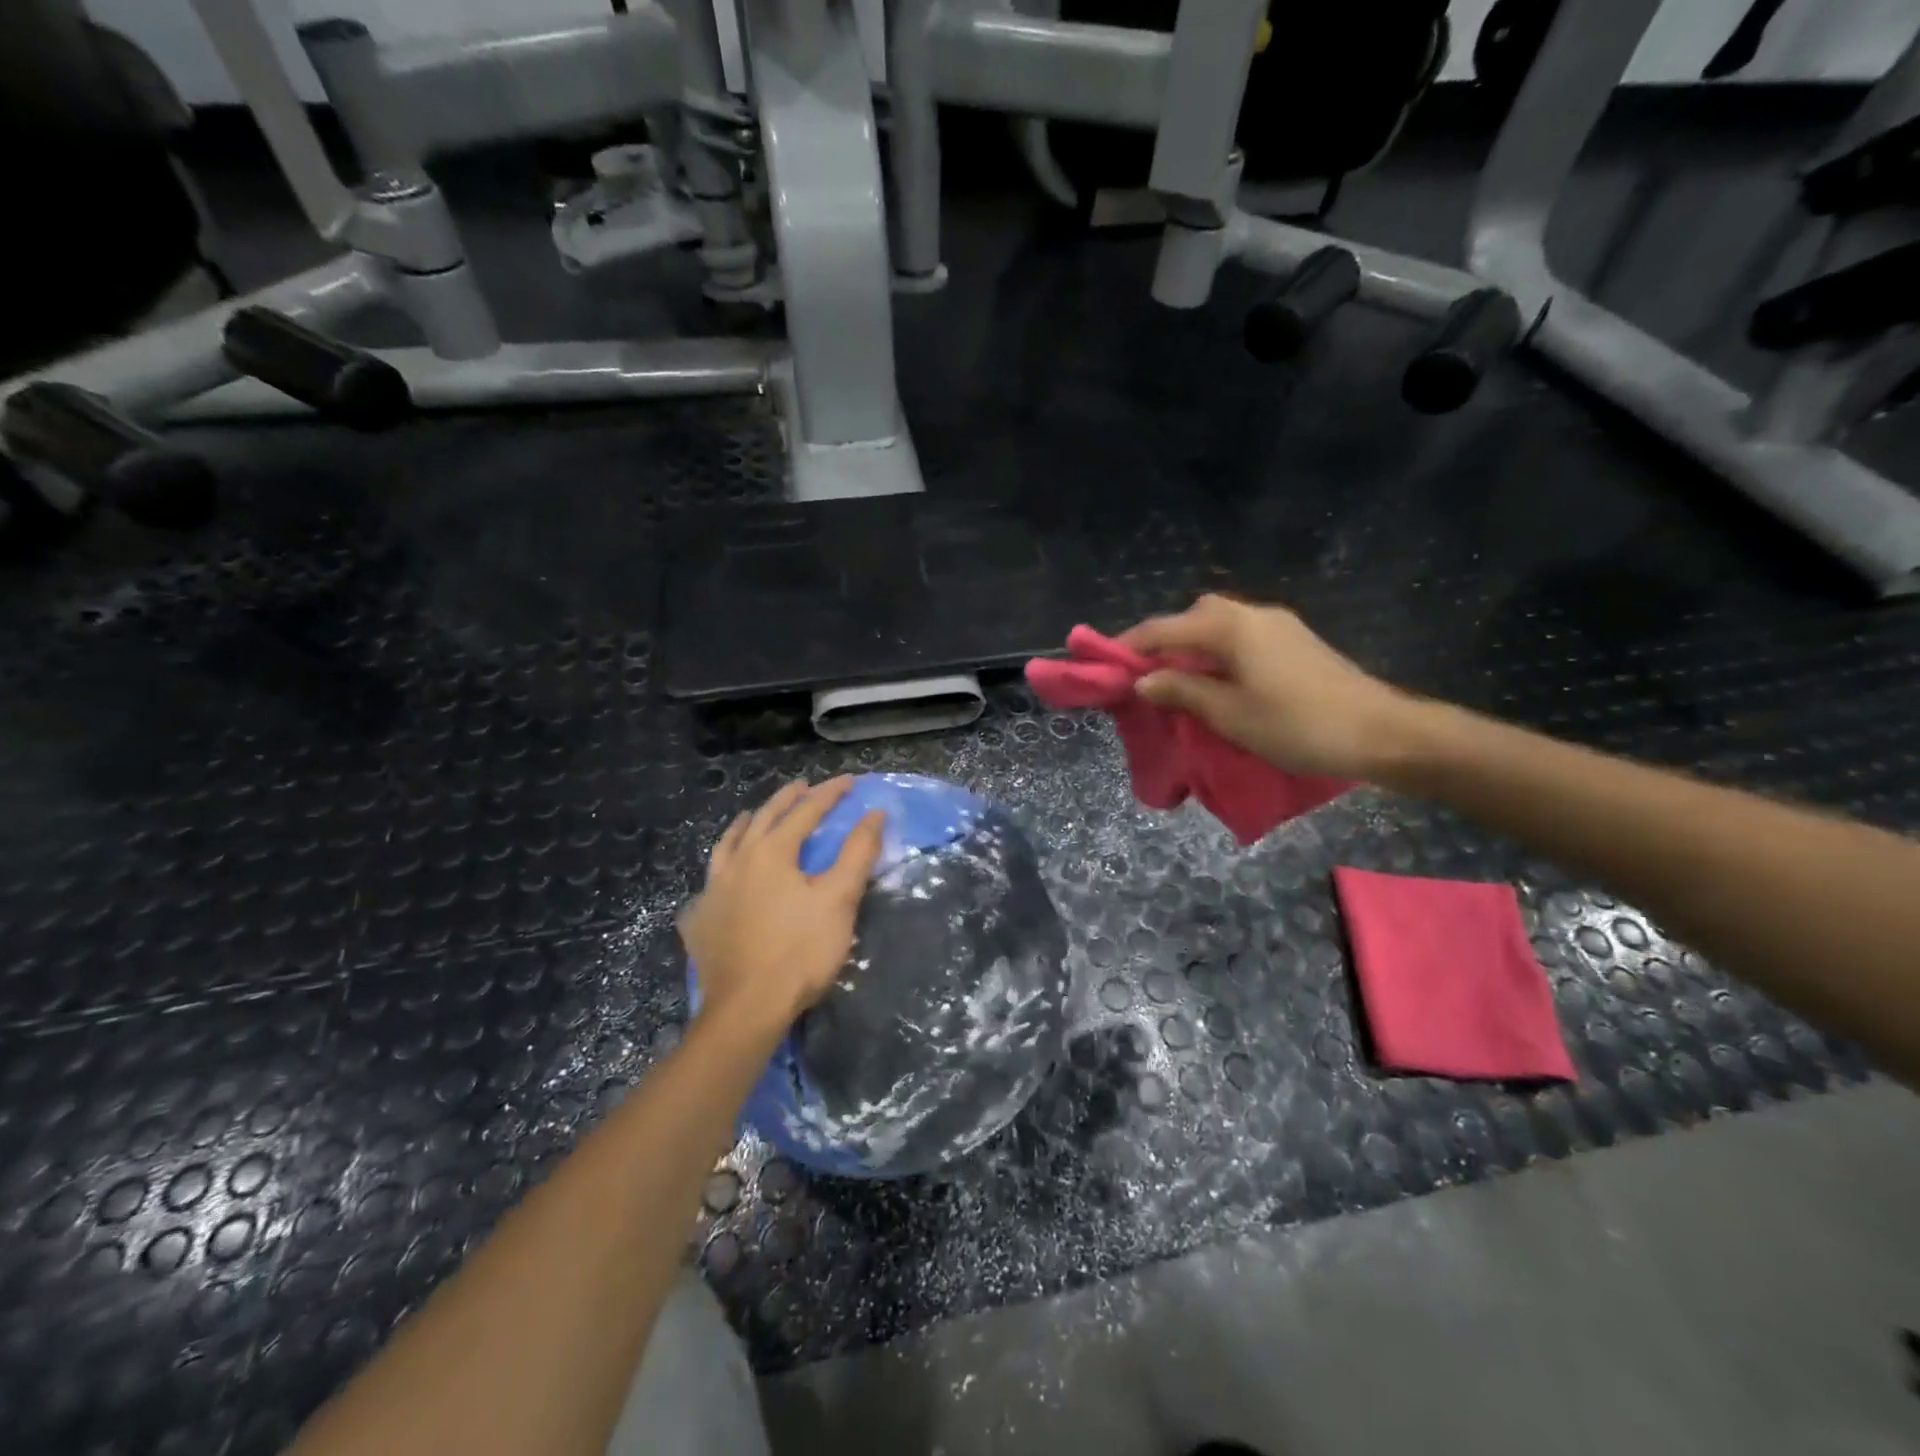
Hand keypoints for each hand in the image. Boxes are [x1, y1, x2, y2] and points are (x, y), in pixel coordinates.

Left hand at [678, 777, 884, 1041]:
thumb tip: (874, 813)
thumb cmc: (800, 951)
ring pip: (727, 845)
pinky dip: (720, 869)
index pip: (806, 811)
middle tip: (802, 787)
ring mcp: (712, 890)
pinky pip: (708, 882)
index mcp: (772, 852)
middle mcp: (737, 862)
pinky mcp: (699, 920)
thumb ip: (858, 852)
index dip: (830, 793)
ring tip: (751, 817)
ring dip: (745, 825)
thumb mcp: (839, 899)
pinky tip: (721, 878)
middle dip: (786, 800)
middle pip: (762, 818)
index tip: (850, 781)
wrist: (747, 1009)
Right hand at [1121, 594, 1419, 780]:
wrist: (1382, 732)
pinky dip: (1215, 653)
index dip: (1128, 645)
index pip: (1163, 629)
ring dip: (1190, 647)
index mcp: (1230, 627)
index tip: (1101, 663)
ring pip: (1218, 625)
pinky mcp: (1295, 642)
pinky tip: (1216, 682)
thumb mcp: (1229, 714)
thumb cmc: (1297, 725)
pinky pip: (1240, 637)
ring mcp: (1277, 626)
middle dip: (1162, 641)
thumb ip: (1182, 692)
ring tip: (1175, 683)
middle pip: (1192, 617)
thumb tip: (1144, 680)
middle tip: (1144, 676)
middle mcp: (1251, 614)